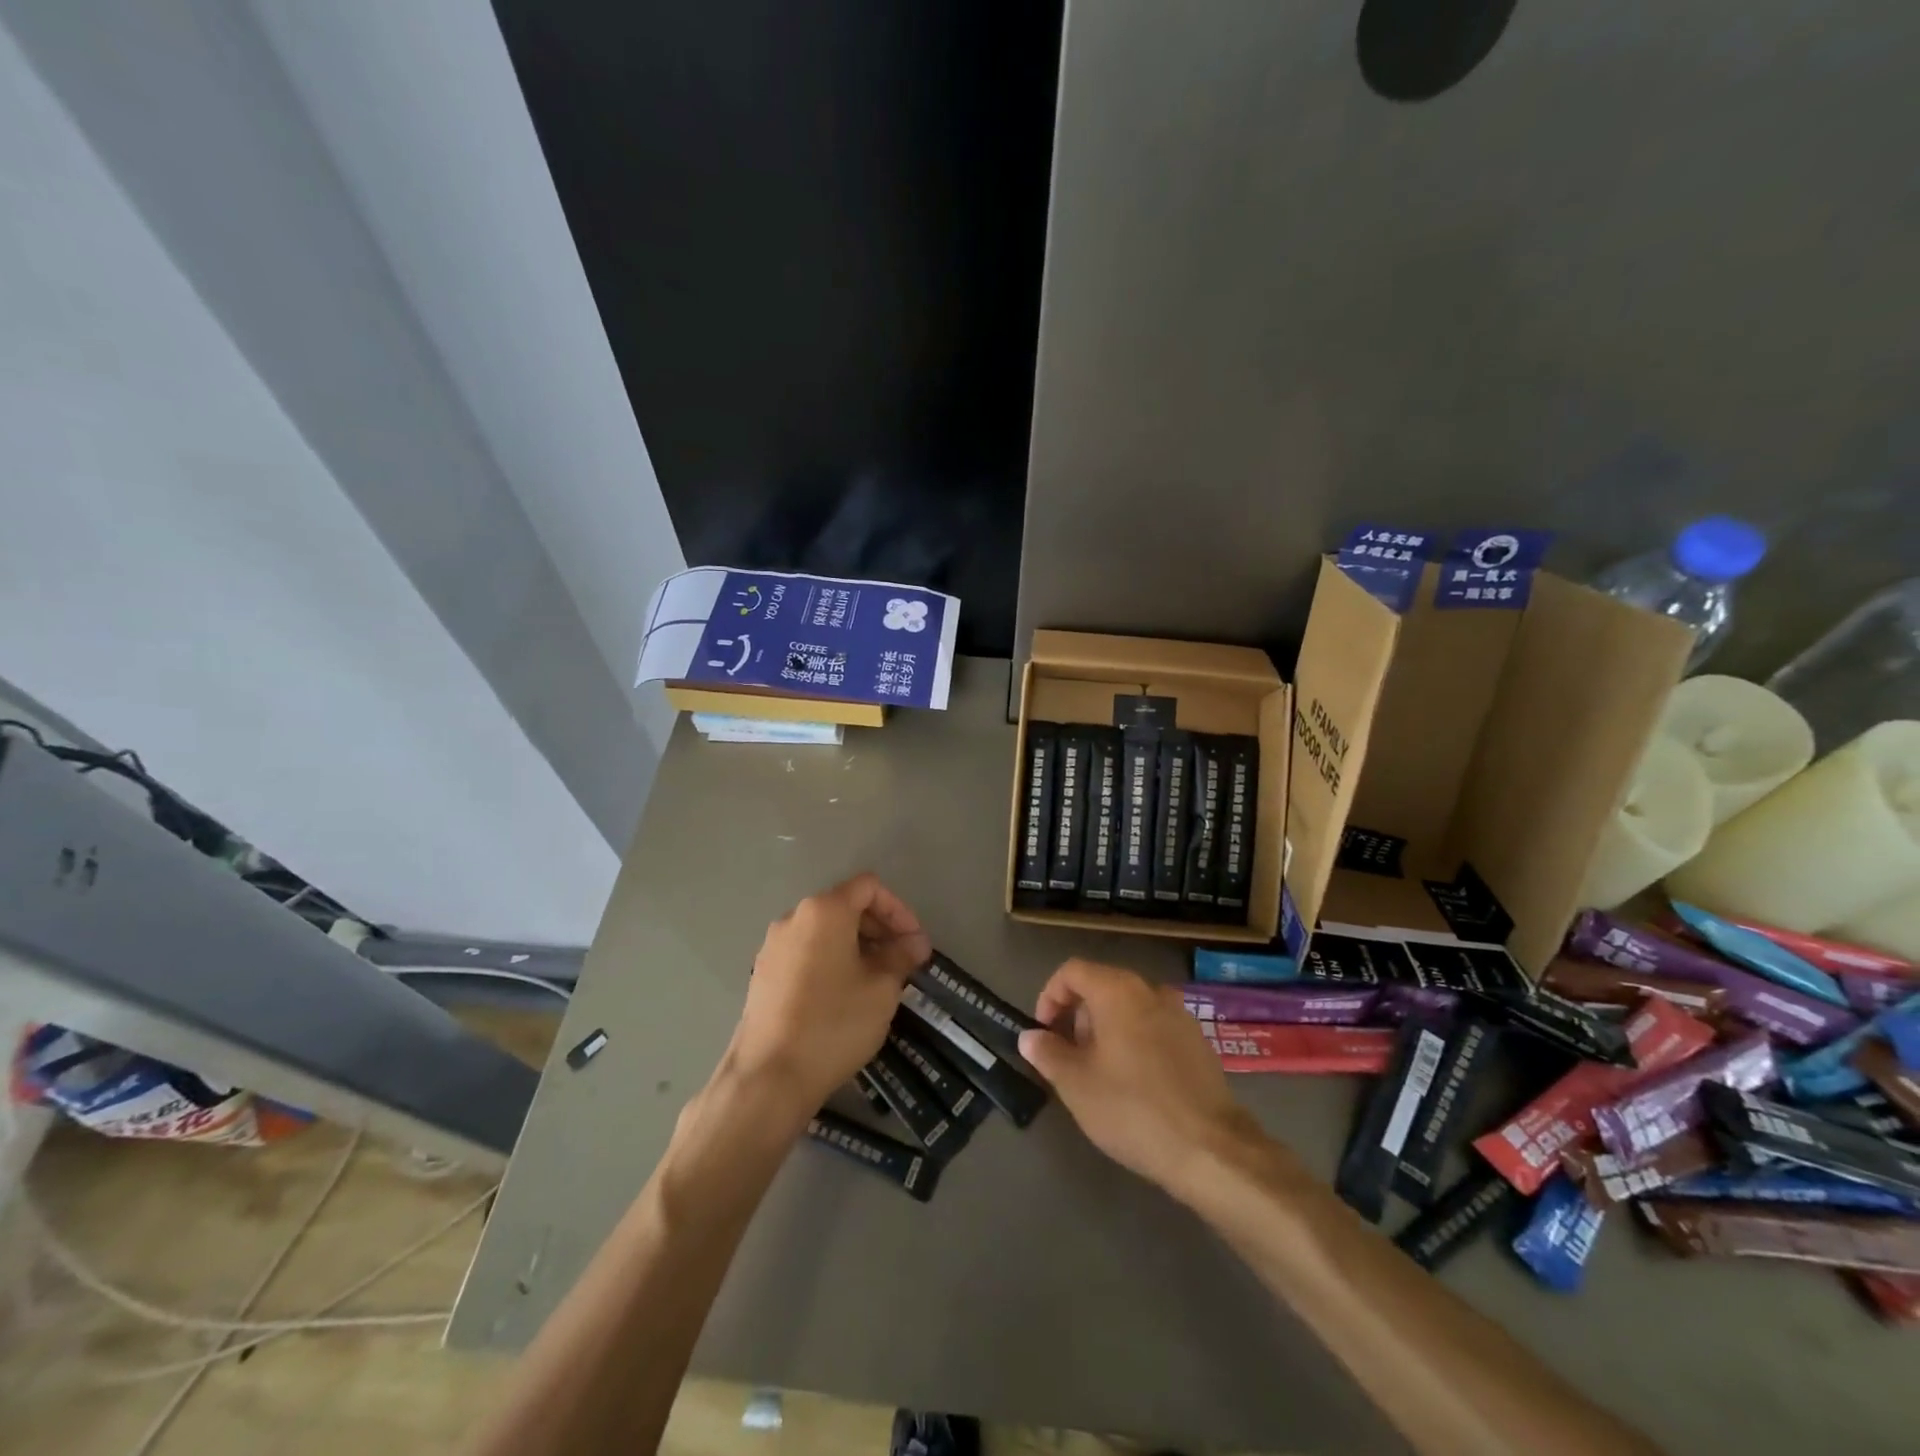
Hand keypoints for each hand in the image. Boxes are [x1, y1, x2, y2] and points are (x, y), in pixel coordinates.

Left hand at [721, 874, 930, 1116]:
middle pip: (845, 905)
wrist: (769, 1077)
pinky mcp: (763, 974)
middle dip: (880, 928)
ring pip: (825, 931)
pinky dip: (832, 961)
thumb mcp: (881, 988)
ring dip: (857, 946)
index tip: (914, 943)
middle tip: (903, 962)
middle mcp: (793, 918)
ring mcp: (773, 947)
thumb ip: (902, 956)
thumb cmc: (833, 1024)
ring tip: (877, 981)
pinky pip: (806, 952)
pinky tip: (845, 996)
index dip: (899, 909)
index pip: (868, 887)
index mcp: (823, 911)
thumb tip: (915, 942)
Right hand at [1017, 959, 1258, 1196]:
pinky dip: (1135, 1042)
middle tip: (1068, 1058)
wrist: (1211, 1149)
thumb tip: (1031, 1037)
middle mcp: (1151, 990)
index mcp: (1118, 990)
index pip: (1073, 971)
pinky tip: (1135, 1085)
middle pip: (1102, 986)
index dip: (1050, 996)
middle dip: (1078, 1017)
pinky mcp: (1199, 1042)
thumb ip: (1048, 1053)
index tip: (1043, 1032)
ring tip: (1099, 1074)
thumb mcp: (1076, 1084)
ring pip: (1129, 1008)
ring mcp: (1180, 1015)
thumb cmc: (1132, 1109)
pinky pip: (1154, 1028)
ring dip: (1106, 1030)